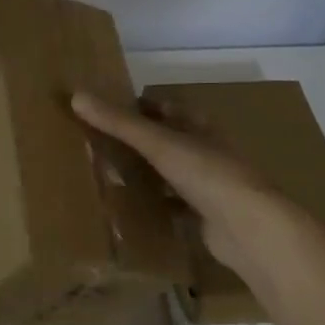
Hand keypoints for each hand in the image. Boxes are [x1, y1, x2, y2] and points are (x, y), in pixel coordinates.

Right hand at [71, 92, 318, 283]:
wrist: (249, 229)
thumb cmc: (208, 174)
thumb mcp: (159, 143)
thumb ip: (119, 123)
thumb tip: (76, 95)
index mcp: (200, 126)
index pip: (166, 108)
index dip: (140, 106)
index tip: (108, 109)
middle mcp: (206, 151)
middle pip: (168, 140)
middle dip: (139, 141)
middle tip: (99, 143)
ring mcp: (208, 185)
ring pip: (170, 173)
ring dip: (146, 173)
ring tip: (107, 174)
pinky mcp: (205, 216)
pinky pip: (173, 205)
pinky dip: (154, 206)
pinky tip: (131, 211)